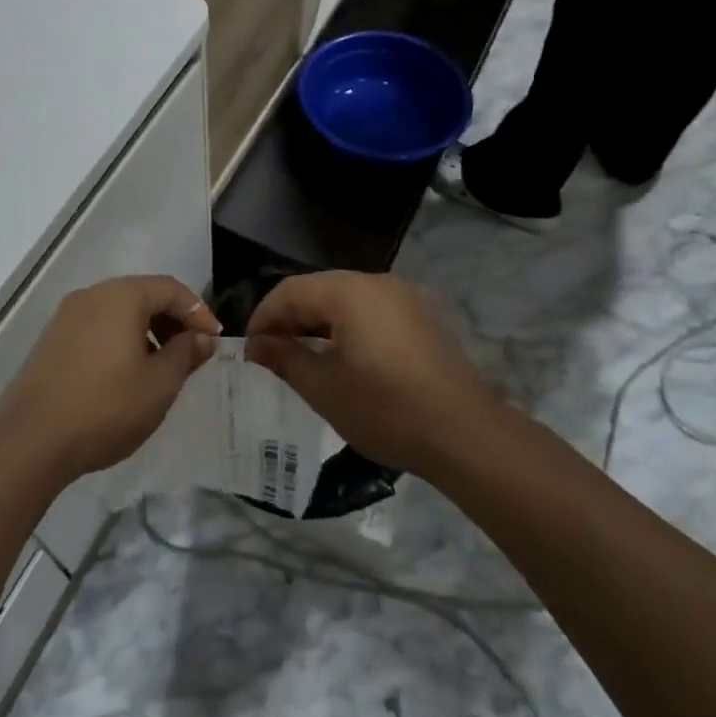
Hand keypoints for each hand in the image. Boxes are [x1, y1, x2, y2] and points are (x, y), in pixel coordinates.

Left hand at [0, 276, 217, 482]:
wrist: (31, 439)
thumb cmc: (106, 406)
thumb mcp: (159, 384)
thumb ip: (186, 354)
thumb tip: (201, 337)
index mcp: (121, 296)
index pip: (170, 288)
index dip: (198, 312)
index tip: (213, 341)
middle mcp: (92, 295)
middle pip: (142, 295)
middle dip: (172, 321)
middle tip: (190, 355)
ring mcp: (67, 316)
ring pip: (118, 312)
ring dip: (146, 332)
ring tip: (160, 369)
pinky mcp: (52, 340)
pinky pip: (97, 327)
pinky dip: (120, 341)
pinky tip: (126, 376)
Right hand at [244, 272, 501, 477]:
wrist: (466, 434)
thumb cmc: (385, 409)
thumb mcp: (323, 388)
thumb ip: (284, 358)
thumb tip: (255, 345)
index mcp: (347, 291)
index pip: (289, 291)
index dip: (263, 317)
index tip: (250, 349)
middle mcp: (375, 282)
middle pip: (317, 289)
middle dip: (290, 318)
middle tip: (271, 353)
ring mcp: (403, 297)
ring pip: (345, 299)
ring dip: (318, 322)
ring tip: (303, 356)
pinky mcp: (421, 316)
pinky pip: (371, 310)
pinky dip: (348, 326)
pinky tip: (344, 357)